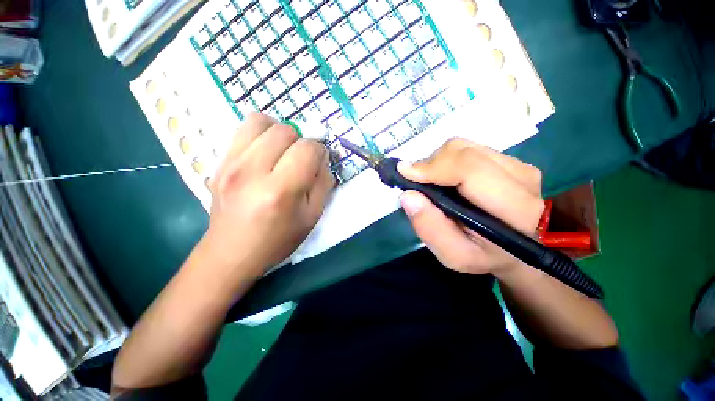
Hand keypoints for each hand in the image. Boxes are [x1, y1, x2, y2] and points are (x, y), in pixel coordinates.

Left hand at [203, 113, 334, 277]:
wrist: (231, 252)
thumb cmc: (278, 239)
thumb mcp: (312, 217)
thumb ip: (324, 184)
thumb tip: (323, 158)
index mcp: (280, 191)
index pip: (307, 149)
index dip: (319, 151)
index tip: (318, 162)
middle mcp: (252, 172)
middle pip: (285, 131)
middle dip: (301, 140)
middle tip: (301, 159)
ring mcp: (230, 164)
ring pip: (261, 121)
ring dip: (279, 132)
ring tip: (282, 151)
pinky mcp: (218, 162)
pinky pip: (243, 130)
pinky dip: (260, 134)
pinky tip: (264, 153)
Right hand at [398, 138, 543, 275]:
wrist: (518, 248)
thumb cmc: (485, 255)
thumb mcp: (454, 255)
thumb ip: (430, 228)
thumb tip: (408, 195)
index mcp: (514, 207)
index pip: (469, 169)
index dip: (433, 166)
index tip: (404, 172)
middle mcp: (521, 176)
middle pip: (463, 151)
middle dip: (431, 163)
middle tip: (417, 182)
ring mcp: (516, 163)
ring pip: (463, 146)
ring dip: (439, 162)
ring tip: (433, 183)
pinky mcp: (509, 158)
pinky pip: (468, 148)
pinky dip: (448, 160)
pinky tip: (447, 179)